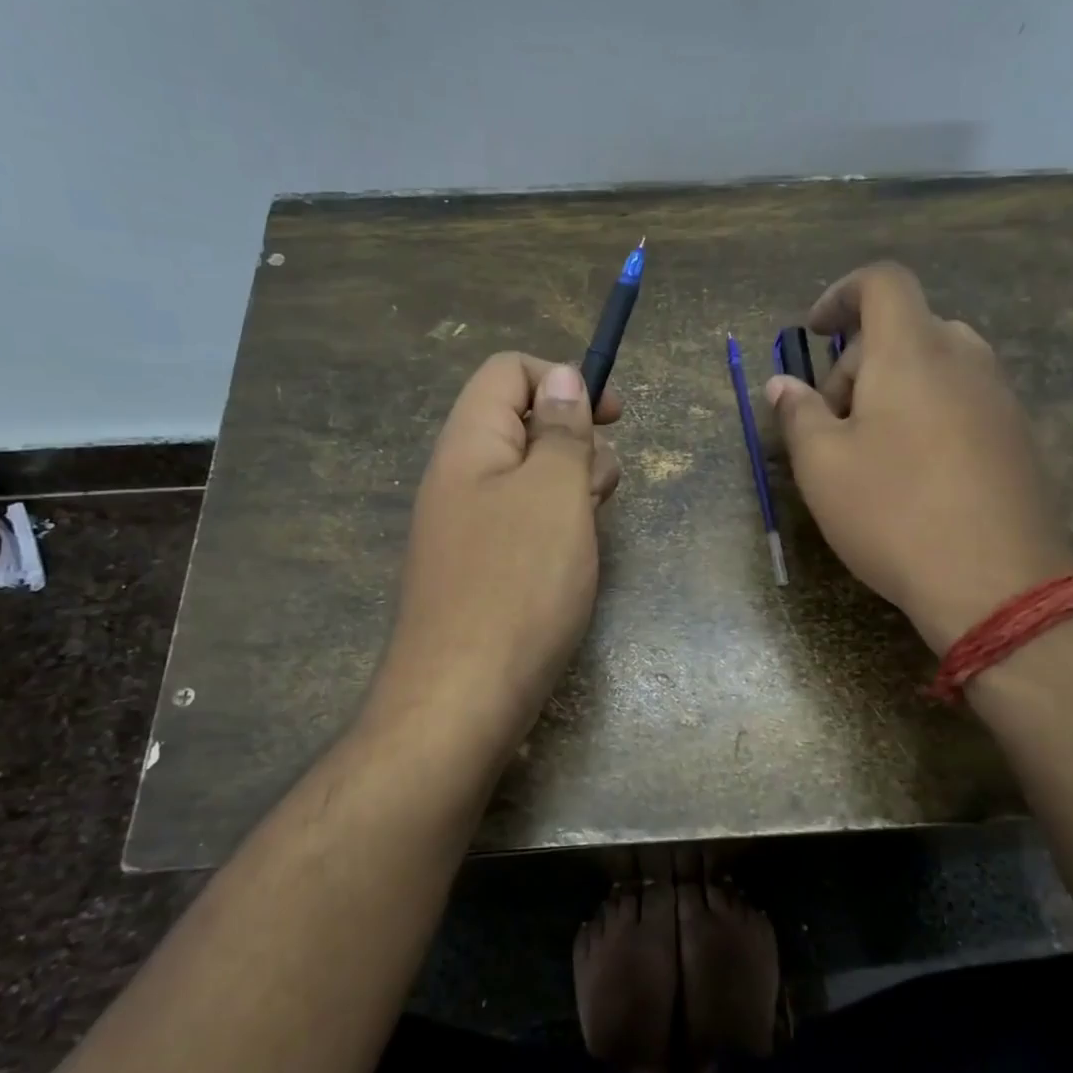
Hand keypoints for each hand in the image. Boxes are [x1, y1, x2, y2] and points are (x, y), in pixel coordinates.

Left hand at [362, 353, 621, 760]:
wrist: (462, 700)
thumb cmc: (518, 585)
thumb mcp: (554, 493)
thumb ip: (562, 431)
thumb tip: (563, 378)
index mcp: (469, 443)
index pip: (508, 372)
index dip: (563, 380)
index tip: (613, 416)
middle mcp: (460, 477)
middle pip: (522, 423)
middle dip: (575, 439)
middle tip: (602, 486)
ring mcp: (466, 527)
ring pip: (528, 477)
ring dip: (571, 486)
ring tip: (593, 525)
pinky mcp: (480, 569)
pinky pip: (523, 523)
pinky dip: (556, 526)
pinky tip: (573, 558)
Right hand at [766, 261, 1072, 652]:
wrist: (998, 583)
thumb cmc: (893, 513)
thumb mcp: (822, 466)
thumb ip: (798, 414)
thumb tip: (782, 385)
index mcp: (911, 351)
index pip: (882, 282)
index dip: (841, 294)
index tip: (814, 332)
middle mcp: (964, 358)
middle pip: (904, 330)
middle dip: (857, 362)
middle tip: (831, 423)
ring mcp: (999, 397)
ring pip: (935, 366)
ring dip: (892, 390)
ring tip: (870, 451)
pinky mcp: (1018, 435)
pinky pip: (962, 399)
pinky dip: (927, 413)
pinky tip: (913, 474)